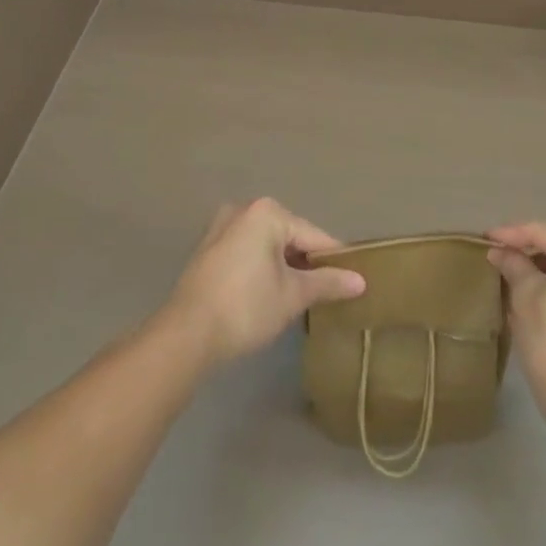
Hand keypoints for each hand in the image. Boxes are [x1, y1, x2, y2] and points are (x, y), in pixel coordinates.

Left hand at [164, 199, 365, 365]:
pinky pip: (246, 252)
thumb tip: (360, 281)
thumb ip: (327, 283)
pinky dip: (261, 268)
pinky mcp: (207, 250)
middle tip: (325, 292)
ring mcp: (221, 228)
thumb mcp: (293, 296)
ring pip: (266, 245)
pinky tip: (268, 294)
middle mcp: (244, 210)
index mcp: (268, 212)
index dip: (334, 260)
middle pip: (289, 237)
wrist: (185, 336)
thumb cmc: (246, 307)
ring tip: (300, 296)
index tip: (353, 279)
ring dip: (283, 266)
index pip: (313, 236)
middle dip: (306, 263)